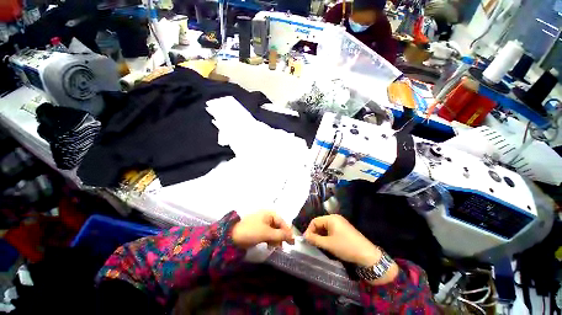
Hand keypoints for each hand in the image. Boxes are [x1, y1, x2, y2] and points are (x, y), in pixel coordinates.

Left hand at [232, 211, 294, 248]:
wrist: (232, 236)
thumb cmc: (251, 231)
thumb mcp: (267, 233)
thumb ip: (281, 235)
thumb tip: (293, 237)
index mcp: (270, 213)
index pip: (283, 222)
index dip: (288, 232)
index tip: (292, 243)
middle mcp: (267, 216)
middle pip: (278, 226)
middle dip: (281, 236)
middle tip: (283, 247)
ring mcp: (262, 222)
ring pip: (273, 230)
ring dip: (275, 239)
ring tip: (275, 247)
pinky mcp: (258, 228)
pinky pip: (268, 233)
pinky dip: (270, 239)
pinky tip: (269, 245)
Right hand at [304, 215, 380, 266]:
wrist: (367, 255)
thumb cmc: (345, 247)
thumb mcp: (328, 244)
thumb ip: (315, 239)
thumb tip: (305, 237)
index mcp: (331, 218)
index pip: (315, 221)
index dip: (309, 230)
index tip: (306, 240)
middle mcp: (335, 218)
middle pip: (320, 223)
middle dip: (315, 232)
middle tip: (312, 243)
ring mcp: (340, 223)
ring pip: (325, 227)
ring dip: (321, 235)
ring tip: (318, 244)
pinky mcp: (344, 228)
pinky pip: (331, 229)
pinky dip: (327, 235)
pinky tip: (327, 243)